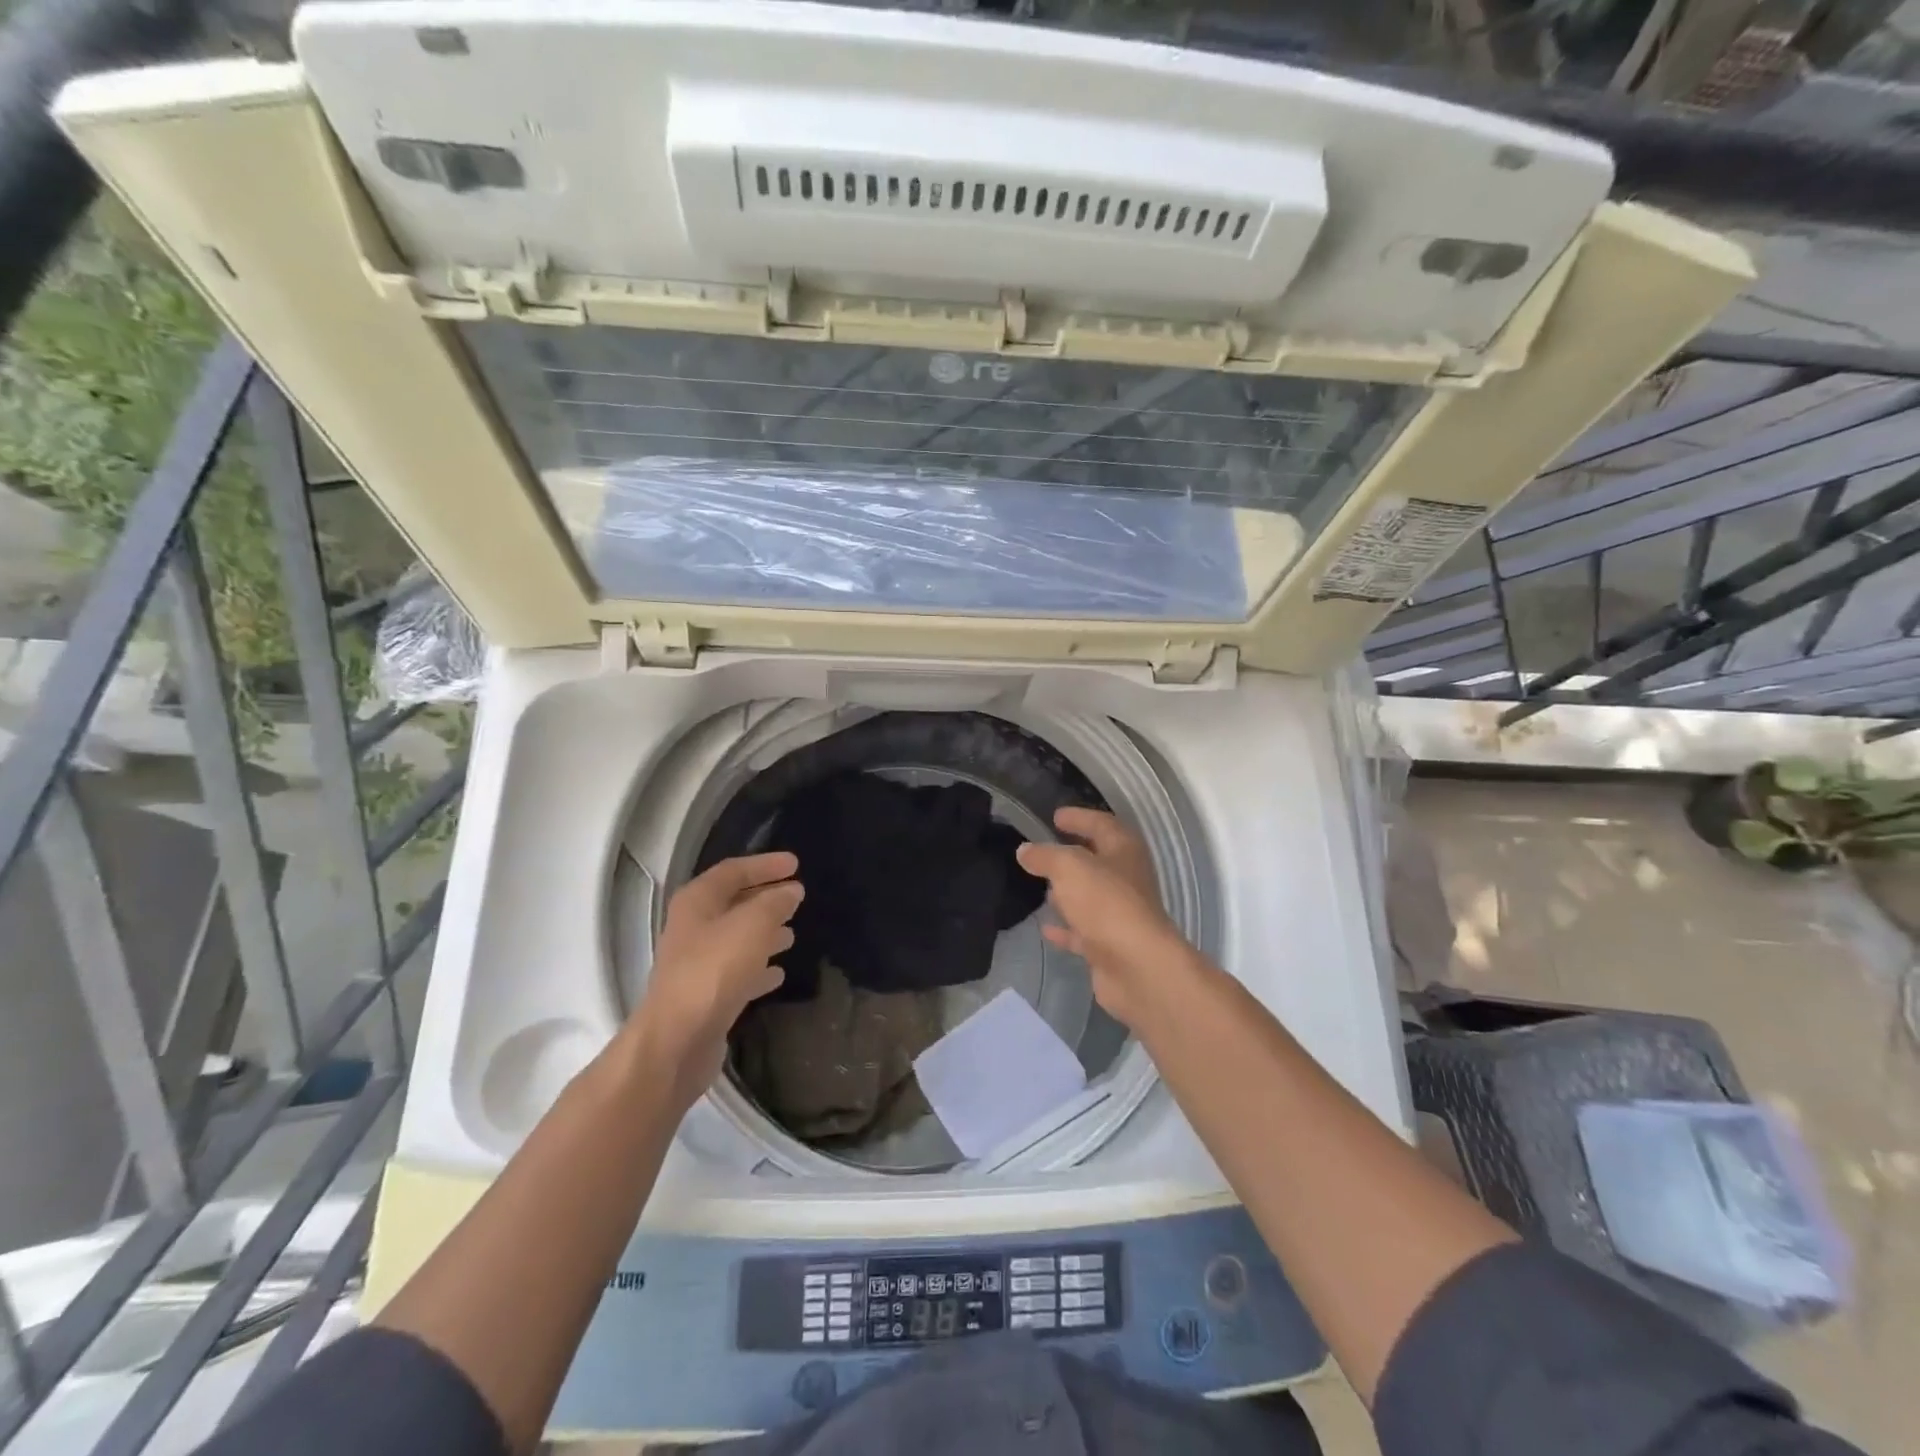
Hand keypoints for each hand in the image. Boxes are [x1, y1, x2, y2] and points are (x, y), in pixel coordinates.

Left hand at [629, 852, 802, 1109]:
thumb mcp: (752, 925)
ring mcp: (697, 964)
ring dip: (764, 933)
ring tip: (793, 933)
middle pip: (733, 903)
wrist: (677, 1041)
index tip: (795, 864)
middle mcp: (693, 928)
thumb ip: (774, 903)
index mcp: (697, 902)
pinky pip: (738, 972)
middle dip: (765, 898)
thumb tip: (791, 891)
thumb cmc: (714, 970)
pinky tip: (779, 973)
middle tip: (797, 896)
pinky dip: (758, 968)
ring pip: (737, 938)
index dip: (764, 865)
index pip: (733, 871)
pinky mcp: (706, 996)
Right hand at [1016, 808, 1196, 1027]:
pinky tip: (1044, 927)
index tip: (1056, 815)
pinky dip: (1066, 928)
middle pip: (1098, 860)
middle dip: (1073, 854)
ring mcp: (1120, 915)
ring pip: (1091, 897)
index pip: (1101, 824)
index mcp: (1124, 850)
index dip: (1079, 817)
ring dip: (1069, 892)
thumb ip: (1045, 856)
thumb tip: (1025, 850)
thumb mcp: (1069, 867)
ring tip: (1040, 886)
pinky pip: (1083, 931)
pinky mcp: (1110, 946)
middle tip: (1044, 850)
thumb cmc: (1106, 903)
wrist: (1137, 967)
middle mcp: (1127, 879)